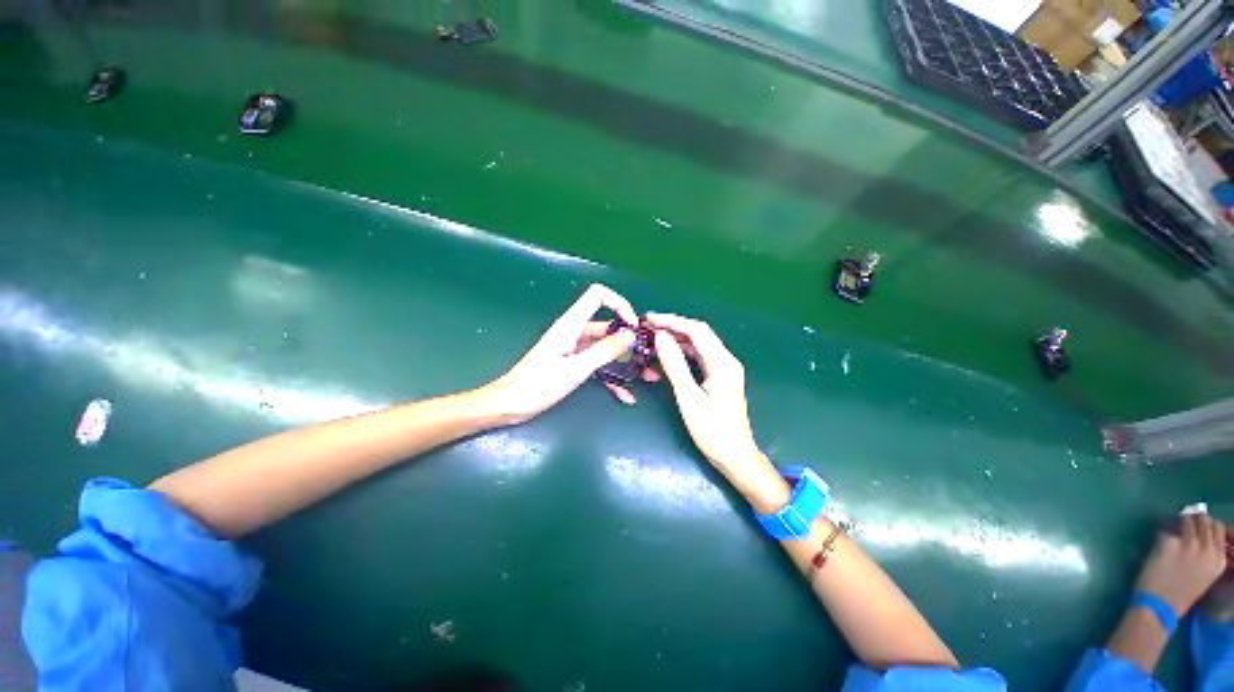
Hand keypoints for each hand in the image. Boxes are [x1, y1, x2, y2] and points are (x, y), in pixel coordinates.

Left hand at [480, 284, 643, 424]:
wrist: (511, 405)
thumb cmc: (538, 385)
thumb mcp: (576, 369)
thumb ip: (604, 351)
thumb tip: (630, 335)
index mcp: (571, 325)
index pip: (598, 295)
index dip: (619, 304)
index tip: (633, 326)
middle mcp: (575, 332)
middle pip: (608, 325)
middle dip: (629, 340)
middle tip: (648, 357)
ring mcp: (575, 348)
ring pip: (606, 347)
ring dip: (625, 361)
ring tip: (645, 377)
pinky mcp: (574, 363)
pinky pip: (599, 364)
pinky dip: (612, 376)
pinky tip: (625, 394)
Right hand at [646, 313, 788, 512]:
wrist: (735, 456)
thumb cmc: (712, 431)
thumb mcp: (688, 397)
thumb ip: (674, 364)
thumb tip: (660, 336)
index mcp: (722, 363)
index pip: (696, 330)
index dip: (671, 321)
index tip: (649, 319)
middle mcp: (726, 360)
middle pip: (698, 334)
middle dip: (672, 327)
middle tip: (647, 327)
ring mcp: (724, 368)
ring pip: (698, 344)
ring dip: (676, 338)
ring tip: (652, 337)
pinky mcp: (719, 377)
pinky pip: (699, 357)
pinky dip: (682, 352)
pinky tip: (667, 354)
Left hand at [1135, 512, 1228, 615]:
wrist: (1160, 606)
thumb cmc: (1180, 593)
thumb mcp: (1204, 573)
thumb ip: (1206, 553)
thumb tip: (1200, 531)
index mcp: (1219, 559)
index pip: (1218, 528)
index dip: (1207, 524)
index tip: (1199, 525)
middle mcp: (1208, 550)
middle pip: (1204, 520)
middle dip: (1194, 518)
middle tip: (1185, 522)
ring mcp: (1189, 545)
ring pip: (1187, 519)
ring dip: (1179, 521)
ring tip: (1173, 528)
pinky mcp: (1170, 543)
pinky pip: (1166, 530)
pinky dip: (1163, 532)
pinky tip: (1160, 541)